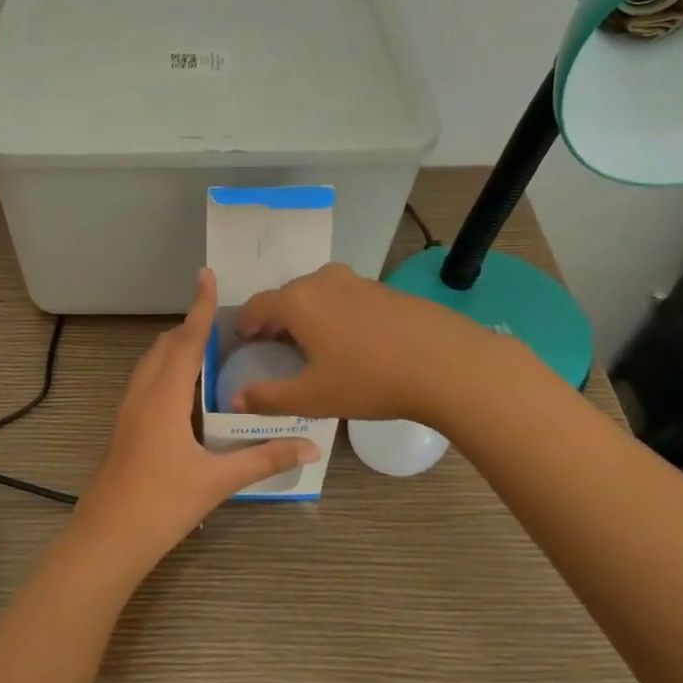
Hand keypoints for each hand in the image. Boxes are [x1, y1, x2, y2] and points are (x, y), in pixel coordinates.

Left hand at [75, 268, 318, 574]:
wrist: (107, 539)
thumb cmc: (161, 505)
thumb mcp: (216, 482)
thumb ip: (262, 460)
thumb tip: (309, 447)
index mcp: (164, 398)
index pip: (186, 342)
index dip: (199, 308)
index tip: (206, 275)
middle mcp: (142, 395)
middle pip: (165, 347)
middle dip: (190, 328)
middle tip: (224, 324)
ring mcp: (128, 411)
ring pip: (151, 365)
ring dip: (176, 350)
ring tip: (210, 352)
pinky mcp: (124, 428)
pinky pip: (147, 384)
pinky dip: (167, 372)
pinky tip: (188, 395)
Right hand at [231, 262, 479, 423]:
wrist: (447, 364)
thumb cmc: (369, 380)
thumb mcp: (313, 397)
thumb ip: (269, 398)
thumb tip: (236, 400)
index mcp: (297, 302)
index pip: (257, 305)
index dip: (246, 323)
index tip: (244, 340)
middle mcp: (323, 281)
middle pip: (287, 295)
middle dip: (276, 318)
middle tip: (275, 345)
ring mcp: (358, 282)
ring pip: (318, 293)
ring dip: (308, 314)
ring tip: (313, 344)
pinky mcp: (386, 289)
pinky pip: (346, 298)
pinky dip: (336, 314)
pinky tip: (352, 342)